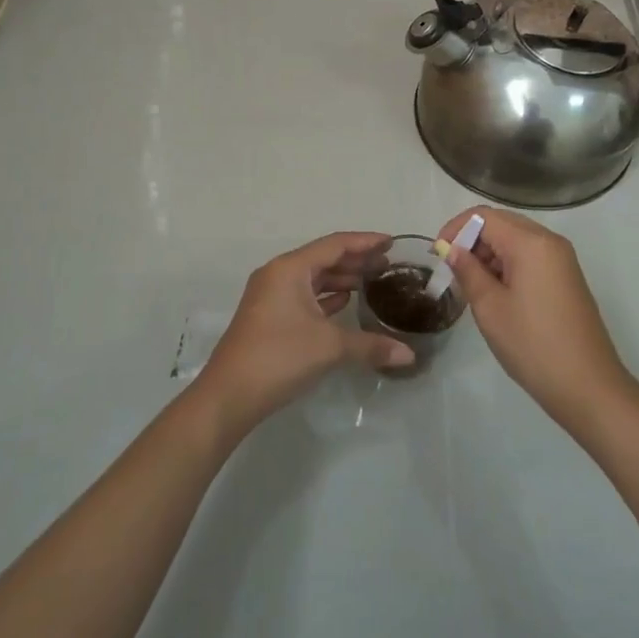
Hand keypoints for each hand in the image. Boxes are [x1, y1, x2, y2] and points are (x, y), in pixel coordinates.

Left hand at [195, 232, 414, 438]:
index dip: (365, 241)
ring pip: (313, 278)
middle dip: (356, 260)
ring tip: (373, 283)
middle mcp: (278, 274)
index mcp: (290, 269)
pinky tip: (347, 304)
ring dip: (341, 279)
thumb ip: (370, 345)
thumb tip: (409, 355)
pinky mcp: (269, 317)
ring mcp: (270, 296)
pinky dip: (326, 297)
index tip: (392, 242)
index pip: (334, 244)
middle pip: (323, 258)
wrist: (229, 395)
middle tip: (388, 264)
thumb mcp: (329, 347)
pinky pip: (304, 296)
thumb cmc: (279, 357)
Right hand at [439, 209, 634, 431]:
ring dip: (489, 253)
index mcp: (531, 243)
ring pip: (516, 240)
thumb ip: (468, 271)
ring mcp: (562, 259)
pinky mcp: (567, 277)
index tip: (437, 254)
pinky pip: (531, 256)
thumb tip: (452, 249)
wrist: (588, 387)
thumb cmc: (533, 345)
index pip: (484, 216)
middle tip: (451, 270)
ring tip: (470, 285)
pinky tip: (495, 292)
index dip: (455, 228)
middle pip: (502, 223)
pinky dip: (508, 264)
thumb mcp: (490, 307)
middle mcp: (550, 242)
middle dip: (472, 239)